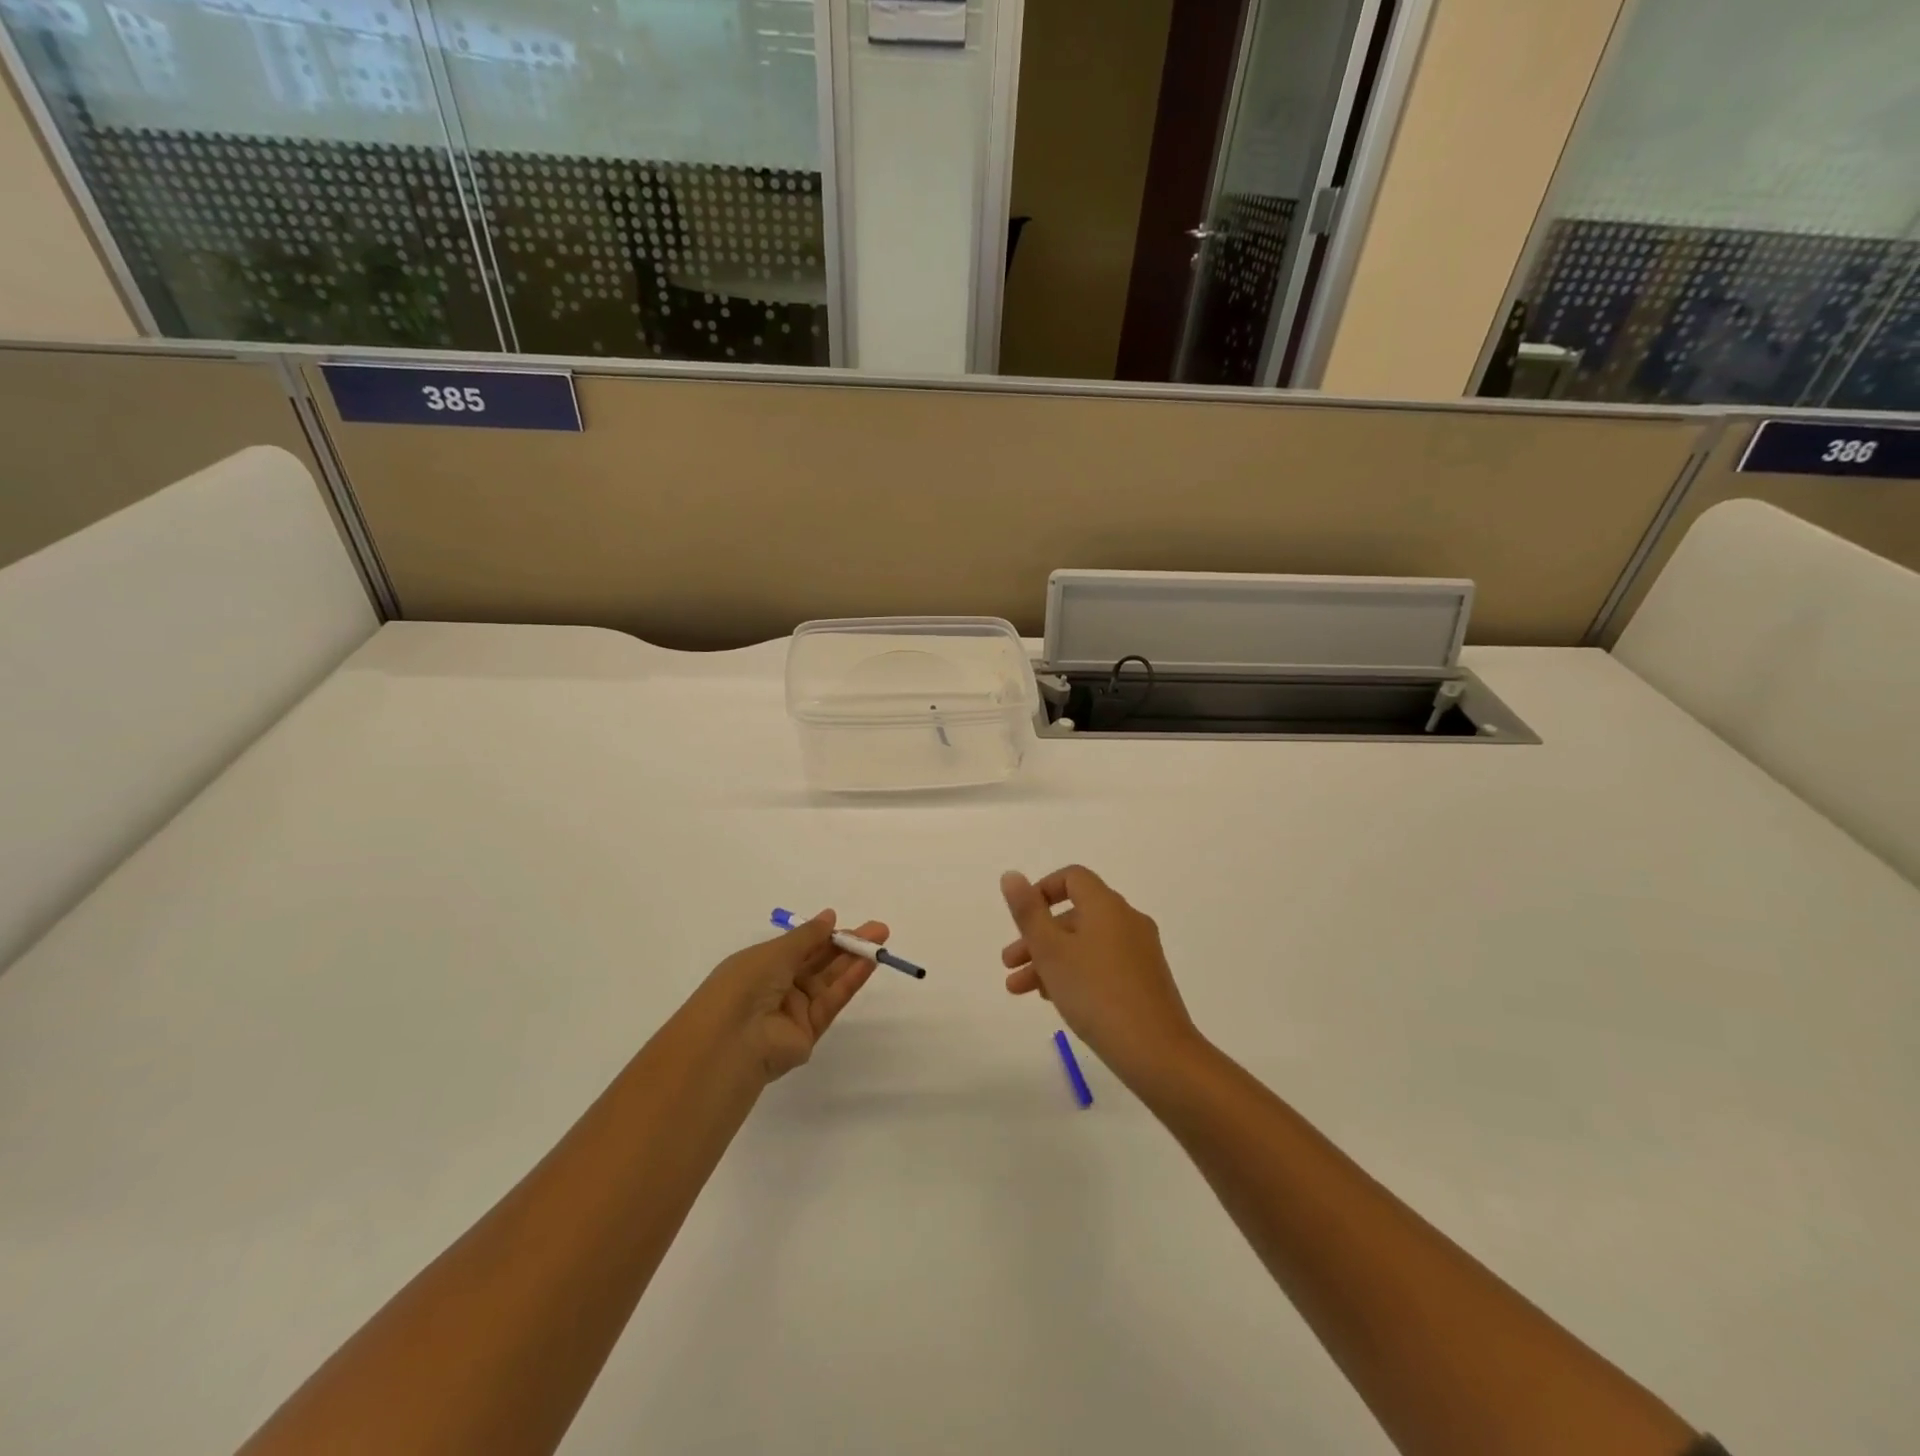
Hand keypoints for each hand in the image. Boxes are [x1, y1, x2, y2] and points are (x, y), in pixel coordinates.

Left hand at [699, 912, 887, 1081]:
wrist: (732, 1041)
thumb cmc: (745, 984)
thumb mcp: (774, 952)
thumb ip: (807, 936)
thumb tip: (830, 916)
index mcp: (761, 966)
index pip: (798, 947)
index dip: (821, 934)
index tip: (843, 922)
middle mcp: (778, 987)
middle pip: (818, 962)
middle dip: (846, 945)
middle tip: (877, 931)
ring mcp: (794, 1011)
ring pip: (829, 981)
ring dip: (854, 960)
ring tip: (880, 942)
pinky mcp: (809, 1032)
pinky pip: (832, 1001)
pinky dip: (850, 981)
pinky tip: (868, 963)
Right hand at [1000, 866, 1202, 1088]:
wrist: (1157, 1052)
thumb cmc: (1096, 993)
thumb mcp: (1051, 952)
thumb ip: (1028, 912)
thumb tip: (1012, 875)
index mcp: (1107, 906)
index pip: (1073, 878)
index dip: (1042, 890)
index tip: (1020, 919)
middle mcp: (1127, 920)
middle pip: (1075, 915)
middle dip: (1037, 936)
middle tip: (1009, 964)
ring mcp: (1141, 951)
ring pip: (1086, 943)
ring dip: (1051, 959)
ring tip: (1021, 991)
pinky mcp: (1146, 980)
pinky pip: (1103, 963)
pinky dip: (1076, 972)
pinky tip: (1057, 1000)